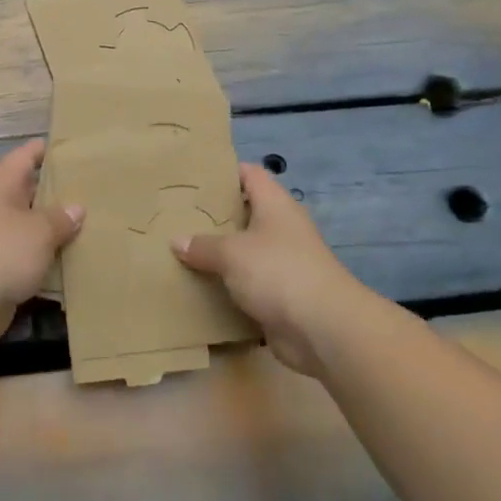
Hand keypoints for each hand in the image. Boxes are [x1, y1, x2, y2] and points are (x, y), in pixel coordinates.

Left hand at [0, 139, 83, 349]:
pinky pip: (23, 254)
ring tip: (87, 225)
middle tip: (91, 190)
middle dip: (55, 191)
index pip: (25, 155)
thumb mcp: (40, 230)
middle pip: (27, 190)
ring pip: (26, 225)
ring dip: (50, 227)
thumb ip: (61, 217)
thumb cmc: (2, 252)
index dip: (48, 150)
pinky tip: (69, 259)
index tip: (74, 149)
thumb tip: (76, 208)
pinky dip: (42, 255)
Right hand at [171, 162, 364, 374]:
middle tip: (177, 217)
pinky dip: (229, 286)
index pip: (250, 174)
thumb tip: (177, 241)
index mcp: (275, 205)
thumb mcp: (232, 253)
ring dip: (220, 255)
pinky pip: (248, 284)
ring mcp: (284, 263)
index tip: (193, 178)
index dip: (224, 172)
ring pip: (245, 251)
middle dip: (214, 216)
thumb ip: (203, 246)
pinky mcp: (281, 295)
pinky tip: (201, 287)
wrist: (323, 329)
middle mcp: (282, 228)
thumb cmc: (278, 272)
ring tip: (181, 251)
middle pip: (245, 213)